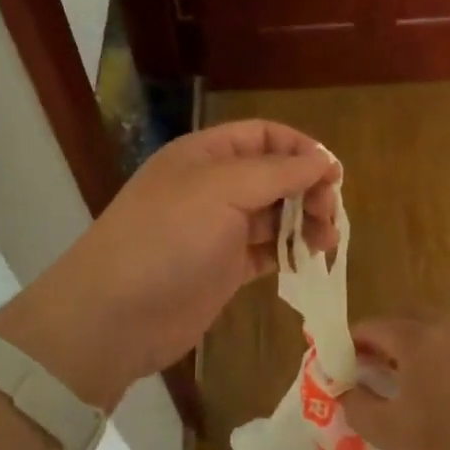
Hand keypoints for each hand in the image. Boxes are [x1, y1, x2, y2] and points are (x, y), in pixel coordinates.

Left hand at [0, 121, 339, 407]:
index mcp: (205, 155)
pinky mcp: (224, 268)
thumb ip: (277, 171)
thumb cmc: (168, 237)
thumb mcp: (222, 189)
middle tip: (329, 214)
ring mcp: (218, 229)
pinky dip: (290, 251)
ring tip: (326, 241)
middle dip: (307, 187)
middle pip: (273, 174)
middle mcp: (212, 186)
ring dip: (304, 221)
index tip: (333, 173)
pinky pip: (266, 251)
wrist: (117, 314)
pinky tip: (308, 259)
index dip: (299, 148)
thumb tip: (323, 161)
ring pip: (274, 214)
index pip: (262, 135)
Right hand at [339, 319, 449, 449]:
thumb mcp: (394, 435)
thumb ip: (359, 407)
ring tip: (394, 393)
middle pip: (400, 326)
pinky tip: (433, 403)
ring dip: (406, 357)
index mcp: (416, 337)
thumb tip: (344, 390)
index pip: (369, 327)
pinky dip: (433, 368)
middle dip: (376, 348)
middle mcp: (446, 328)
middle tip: (361, 379)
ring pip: (429, 339)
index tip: (332, 370)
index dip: (344, 346)